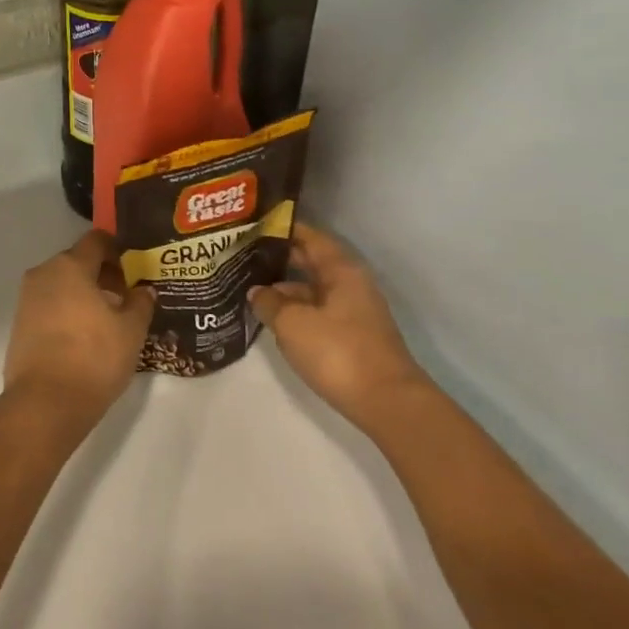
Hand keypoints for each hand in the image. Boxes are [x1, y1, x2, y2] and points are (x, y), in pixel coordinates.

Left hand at [4, 231, 155, 426]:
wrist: (45, 403)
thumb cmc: (94, 358)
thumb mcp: (131, 330)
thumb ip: (140, 303)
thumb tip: (144, 290)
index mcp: (70, 266)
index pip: (96, 240)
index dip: (118, 250)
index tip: (135, 269)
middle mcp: (44, 274)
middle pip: (77, 262)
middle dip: (102, 275)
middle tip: (126, 298)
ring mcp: (27, 299)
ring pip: (61, 285)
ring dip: (84, 294)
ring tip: (108, 321)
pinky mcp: (19, 324)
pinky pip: (49, 306)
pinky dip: (67, 312)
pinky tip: (85, 337)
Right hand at [249, 222, 428, 422]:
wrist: (387, 403)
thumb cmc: (338, 352)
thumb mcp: (292, 323)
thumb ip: (269, 301)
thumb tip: (257, 291)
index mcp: (341, 270)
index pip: (309, 237)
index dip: (282, 229)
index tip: (252, 225)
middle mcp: (350, 285)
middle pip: (311, 262)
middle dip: (279, 259)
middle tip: (242, 255)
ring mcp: (353, 313)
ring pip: (312, 290)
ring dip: (284, 289)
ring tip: (249, 289)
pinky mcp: (351, 338)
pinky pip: (317, 312)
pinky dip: (295, 311)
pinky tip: (272, 319)